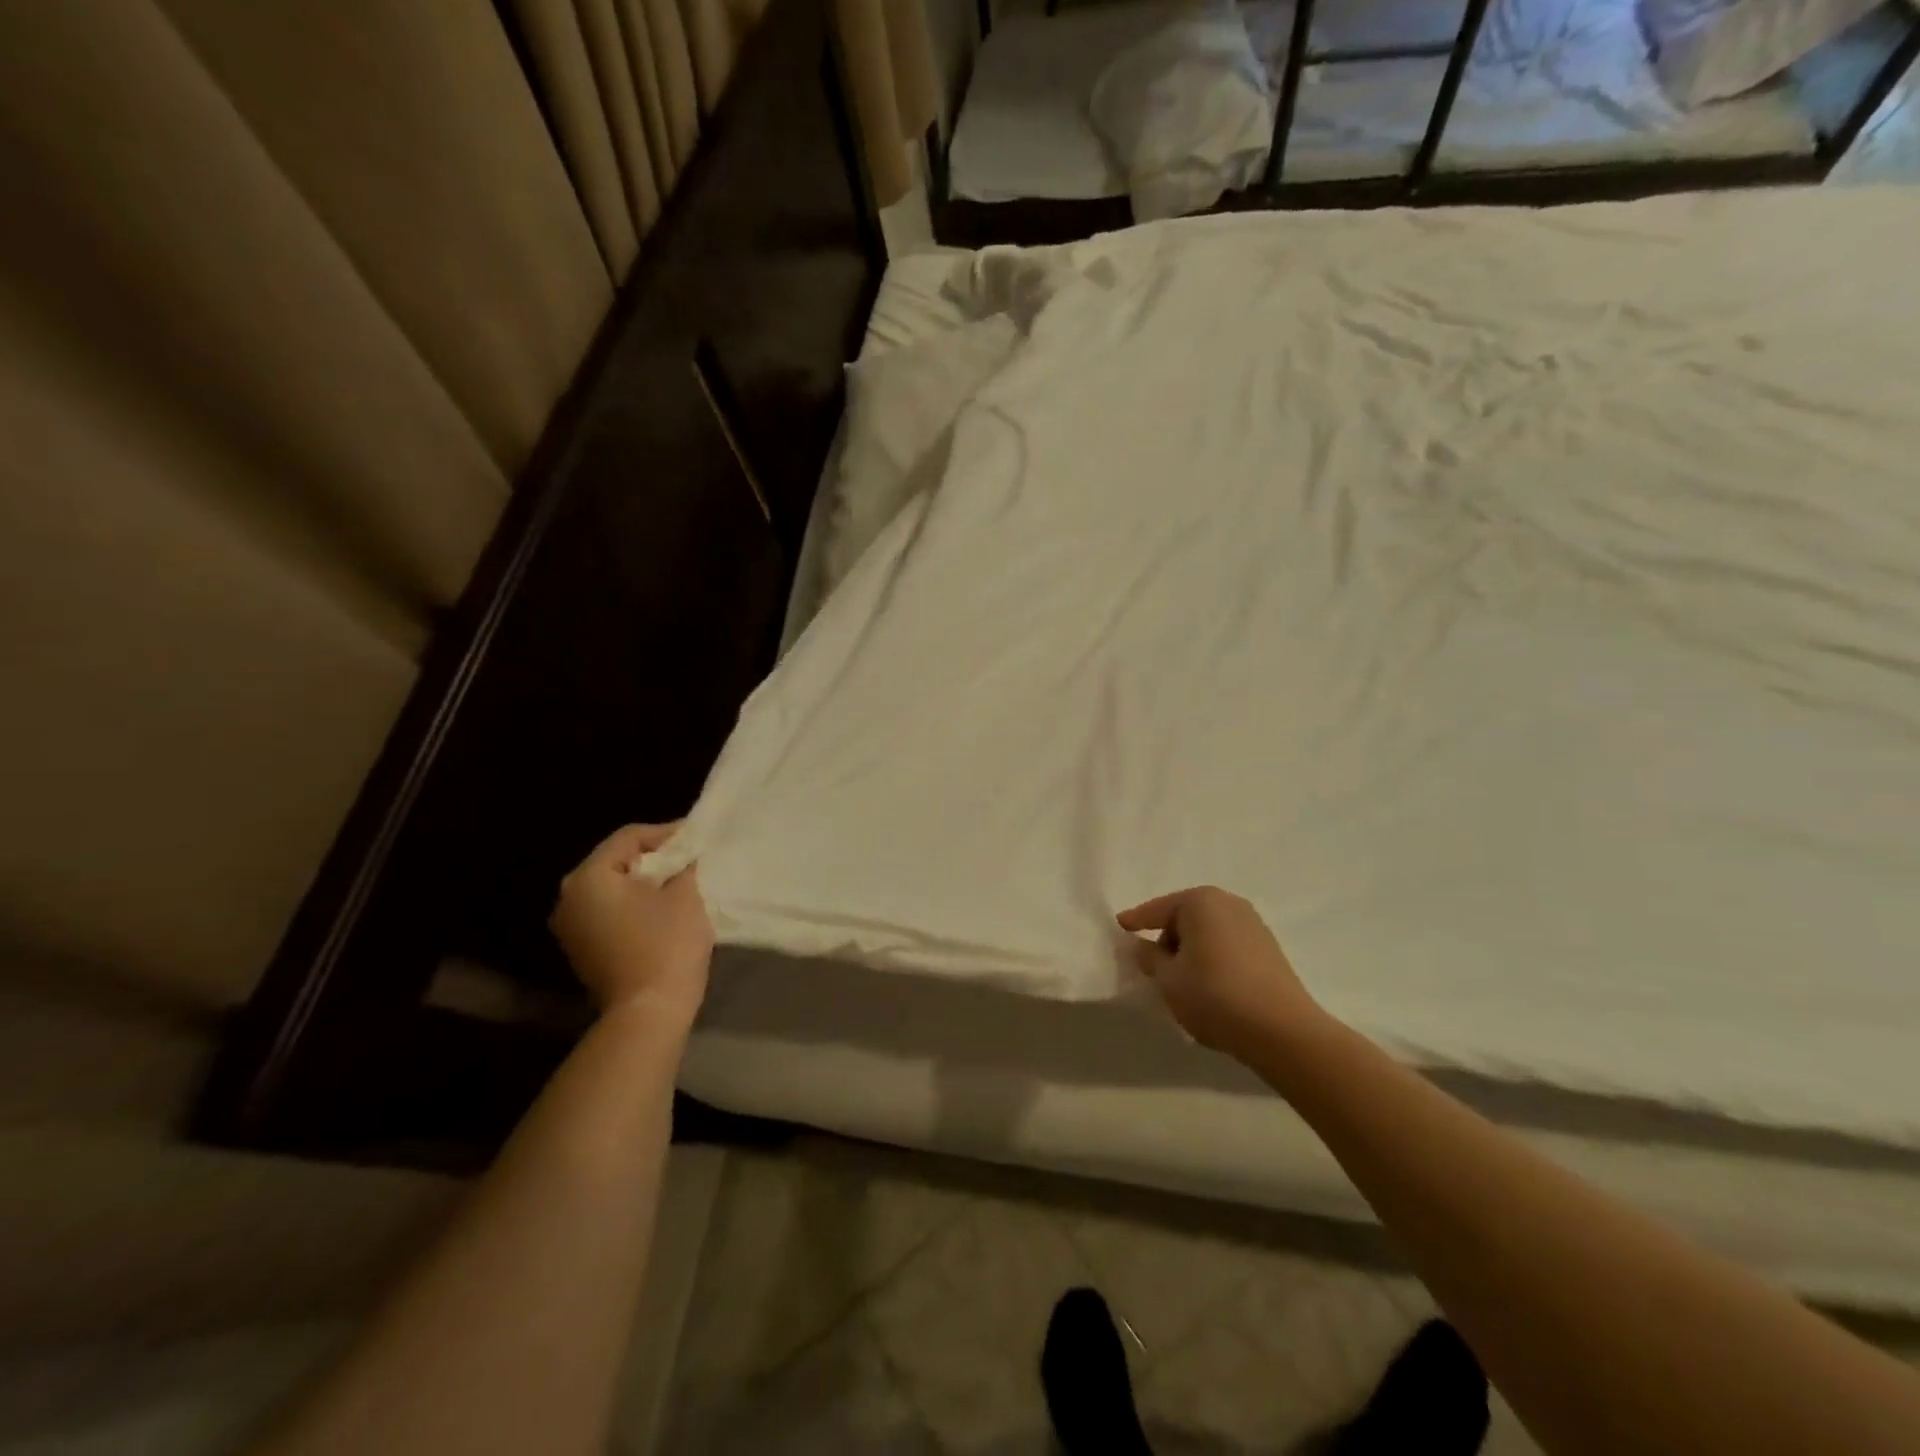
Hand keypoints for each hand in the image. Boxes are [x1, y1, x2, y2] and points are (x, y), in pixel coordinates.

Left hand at [550, 824, 712, 1027]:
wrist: (648, 1012)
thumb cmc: (666, 945)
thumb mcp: (685, 894)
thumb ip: (684, 865)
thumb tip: (686, 855)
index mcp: (589, 877)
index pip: (629, 837)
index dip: (666, 833)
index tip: (696, 837)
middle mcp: (569, 898)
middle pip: (616, 861)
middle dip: (654, 858)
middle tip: (689, 858)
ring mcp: (570, 927)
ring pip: (612, 888)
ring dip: (644, 883)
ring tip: (680, 882)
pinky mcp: (581, 950)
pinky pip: (608, 913)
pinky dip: (633, 906)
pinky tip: (661, 910)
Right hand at [1117, 886, 1325, 1061]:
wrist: (1282, 1031)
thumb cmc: (1214, 996)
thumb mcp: (1168, 979)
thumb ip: (1149, 957)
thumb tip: (1142, 946)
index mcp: (1200, 901)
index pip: (1157, 909)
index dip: (1136, 921)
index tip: (1119, 927)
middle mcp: (1228, 903)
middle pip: (1184, 918)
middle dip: (1167, 939)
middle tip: (1154, 968)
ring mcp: (1253, 925)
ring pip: (1207, 933)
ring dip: (1191, 951)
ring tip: (1182, 982)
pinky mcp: (1269, 950)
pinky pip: (1226, 947)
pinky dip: (1212, 959)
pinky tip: (1209, 987)